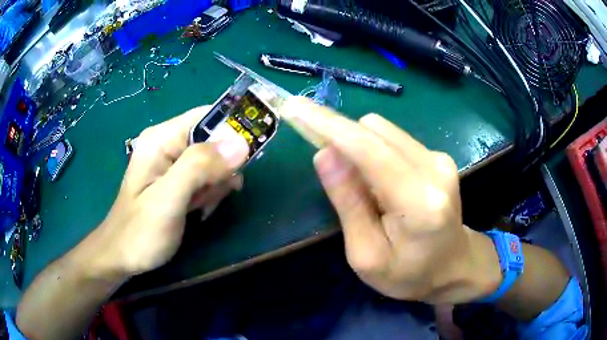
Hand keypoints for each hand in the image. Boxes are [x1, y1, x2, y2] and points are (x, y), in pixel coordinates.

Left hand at [87, 106, 248, 278]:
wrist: (123, 257)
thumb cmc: (140, 231)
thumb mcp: (168, 200)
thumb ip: (199, 167)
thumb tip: (241, 143)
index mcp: (162, 138)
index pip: (207, 116)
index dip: (231, 132)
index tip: (244, 161)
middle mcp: (167, 144)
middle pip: (213, 140)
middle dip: (221, 168)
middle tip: (212, 195)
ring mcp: (172, 163)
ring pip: (213, 161)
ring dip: (217, 184)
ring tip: (202, 207)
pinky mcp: (176, 180)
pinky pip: (206, 177)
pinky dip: (210, 193)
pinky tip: (201, 209)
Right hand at [282, 97, 499, 303]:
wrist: (453, 268)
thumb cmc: (408, 274)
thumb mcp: (367, 255)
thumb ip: (348, 203)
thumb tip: (324, 154)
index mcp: (419, 203)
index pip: (368, 149)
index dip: (328, 125)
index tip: (296, 108)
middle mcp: (435, 169)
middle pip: (374, 130)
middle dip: (341, 138)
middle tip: (326, 166)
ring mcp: (440, 159)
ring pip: (383, 130)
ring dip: (359, 147)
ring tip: (362, 188)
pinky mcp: (439, 157)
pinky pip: (394, 139)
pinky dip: (375, 152)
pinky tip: (381, 184)